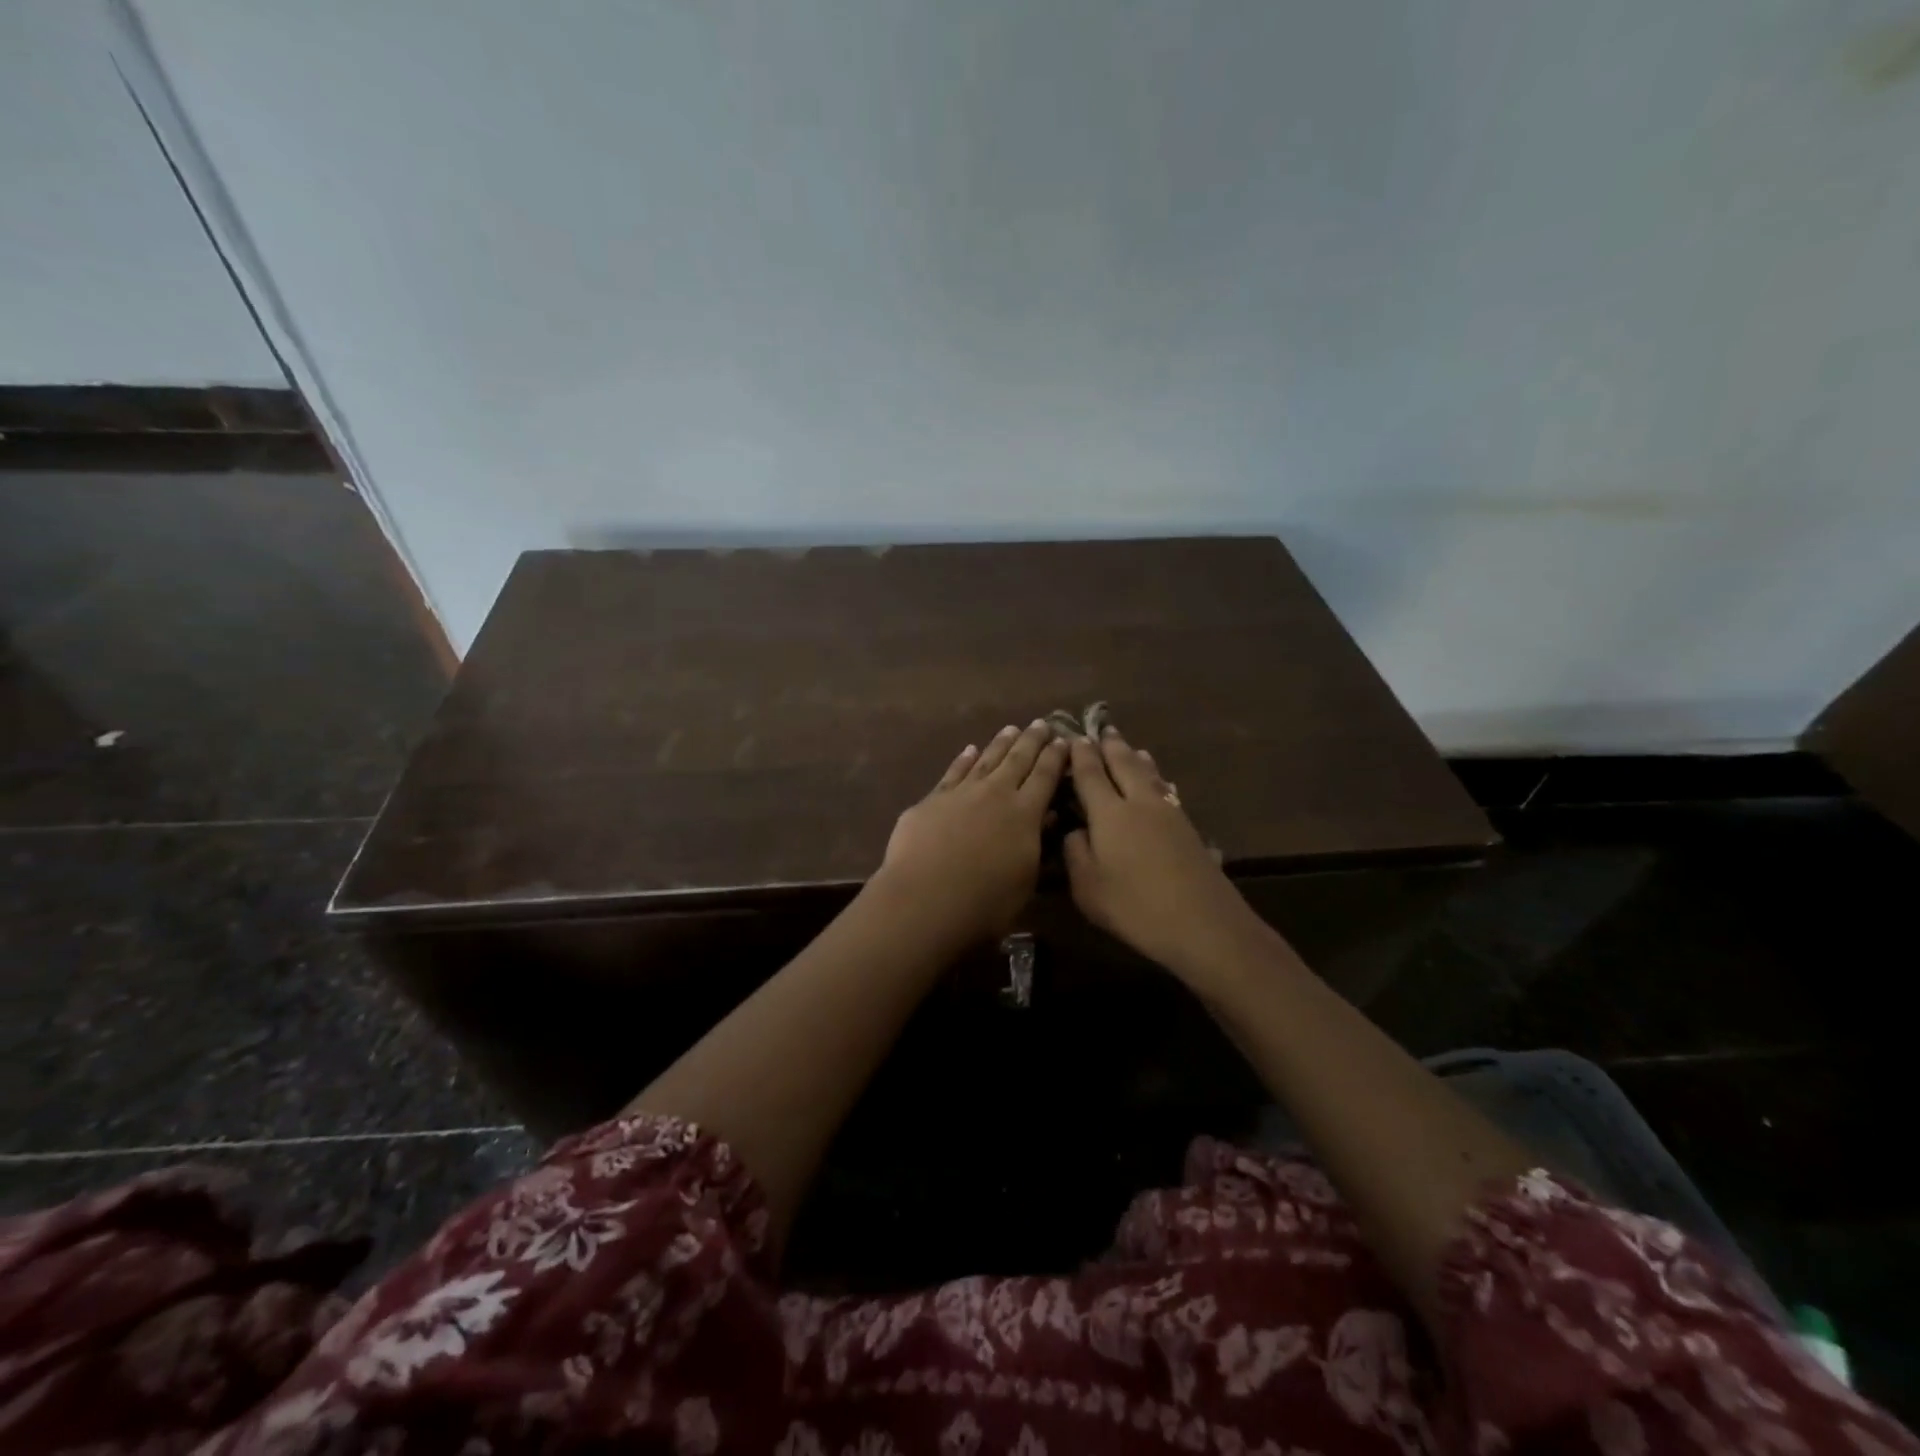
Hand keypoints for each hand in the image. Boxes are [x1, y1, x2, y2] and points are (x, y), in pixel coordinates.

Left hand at [875, 721, 1068, 944]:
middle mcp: (995, 794)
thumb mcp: (1025, 881)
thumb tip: (1048, 817)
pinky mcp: (932, 800)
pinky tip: (969, 750)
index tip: (1065, 740)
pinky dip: (963, 760)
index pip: (1045, 776)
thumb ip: (1036, 845)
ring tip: (1011, 729)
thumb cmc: (984, 903)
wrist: (924, 899)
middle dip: (1032, 740)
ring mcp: (961, 793)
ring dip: (1000, 744)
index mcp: (1024, 814)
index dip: (1056, 757)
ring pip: (986, 760)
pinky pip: (953, 772)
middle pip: (1018, 760)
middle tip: (1042, 723)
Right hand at [1063, 729, 1270, 981]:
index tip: (1074, 738)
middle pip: (1124, 764)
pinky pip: (1166, 790)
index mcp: (1109, 813)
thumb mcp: (1087, 887)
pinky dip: (1157, 779)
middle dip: (1111, 746)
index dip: (1080, 755)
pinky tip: (1160, 784)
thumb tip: (1076, 830)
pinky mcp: (1189, 829)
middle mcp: (1139, 803)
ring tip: (1132, 748)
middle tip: (1103, 730)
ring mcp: (1169, 813)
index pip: (1091, 774)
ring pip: (1150, 775)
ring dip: (1137, 758)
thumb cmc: (1134, 907)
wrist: (1203, 924)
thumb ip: (1075, 853)